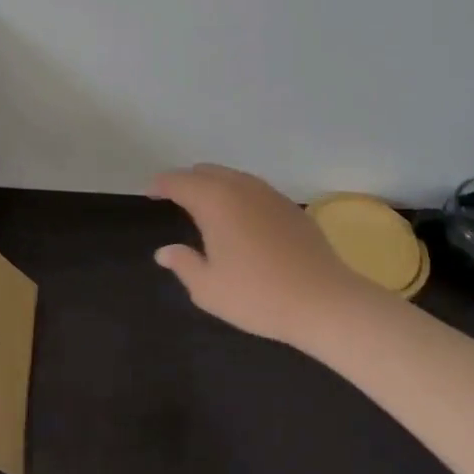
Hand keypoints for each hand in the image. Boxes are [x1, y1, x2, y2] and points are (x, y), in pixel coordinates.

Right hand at [148, 164, 365, 344]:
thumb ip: (183, 264)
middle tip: (174, 200)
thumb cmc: (258, 295)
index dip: (160, 185)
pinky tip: (240, 219)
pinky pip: (254, 190)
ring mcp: (269, 194)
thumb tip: (165, 251)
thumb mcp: (208, 288)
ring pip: (232, 177)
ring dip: (213, 186)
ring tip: (205, 207)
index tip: (149, 194)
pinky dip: (238, 195)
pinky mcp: (291, 207)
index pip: (178, 181)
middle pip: (205, 172)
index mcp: (214, 200)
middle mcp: (240, 187)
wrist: (324, 301)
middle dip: (186, 182)